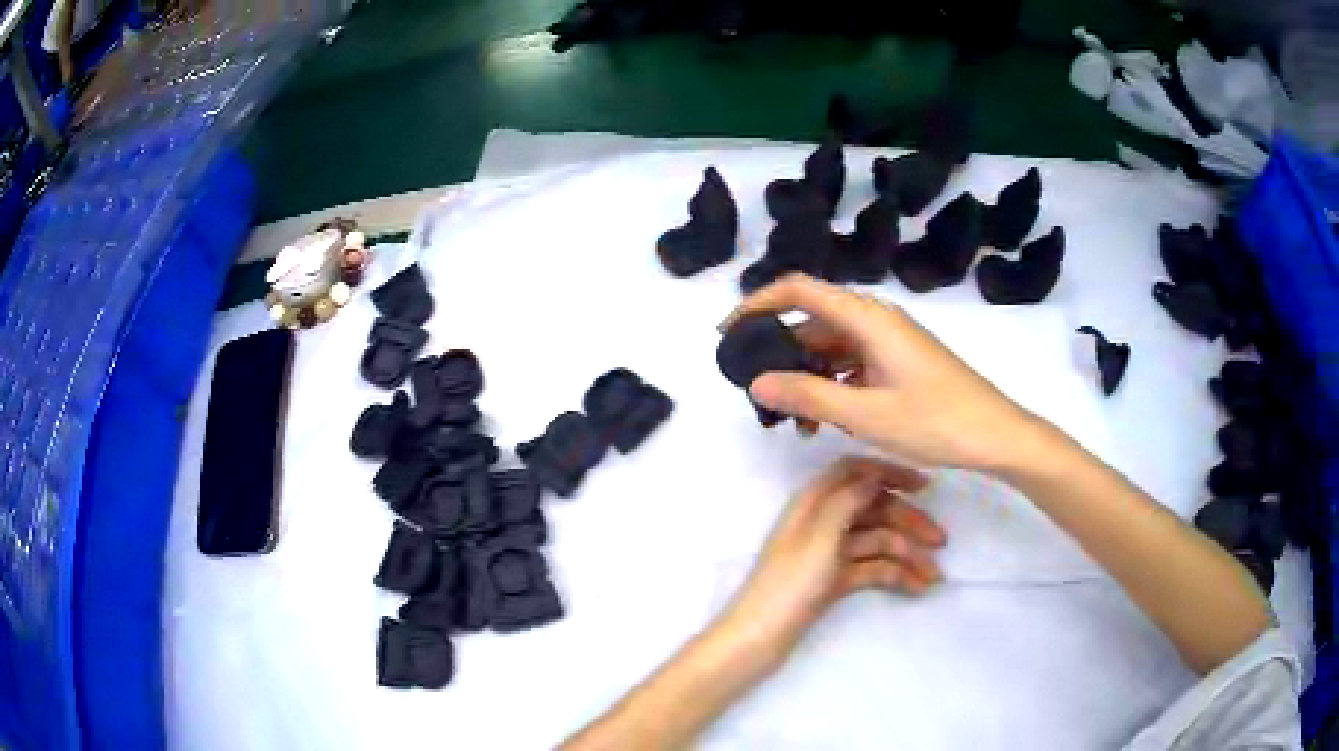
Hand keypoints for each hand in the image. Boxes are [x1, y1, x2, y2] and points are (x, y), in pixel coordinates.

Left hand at [718, 456, 944, 665]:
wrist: (760, 638)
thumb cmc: (789, 584)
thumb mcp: (820, 535)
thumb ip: (848, 499)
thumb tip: (875, 472)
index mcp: (813, 501)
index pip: (855, 470)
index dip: (889, 472)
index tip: (924, 485)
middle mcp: (823, 520)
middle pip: (874, 508)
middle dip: (908, 522)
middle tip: (942, 542)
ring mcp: (830, 551)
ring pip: (877, 541)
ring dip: (907, 556)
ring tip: (934, 578)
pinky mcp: (835, 579)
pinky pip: (872, 568)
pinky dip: (894, 575)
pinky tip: (916, 589)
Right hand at [722, 273, 1044, 473]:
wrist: (996, 436)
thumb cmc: (936, 421)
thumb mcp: (866, 415)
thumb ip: (808, 396)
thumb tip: (756, 383)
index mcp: (868, 319)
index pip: (800, 289)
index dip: (759, 303)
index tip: (729, 333)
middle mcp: (876, 321)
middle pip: (814, 322)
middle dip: (782, 353)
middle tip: (758, 393)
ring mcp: (890, 343)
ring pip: (833, 348)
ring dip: (808, 377)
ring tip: (792, 421)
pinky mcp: (899, 363)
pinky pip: (854, 365)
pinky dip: (833, 387)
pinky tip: (825, 420)